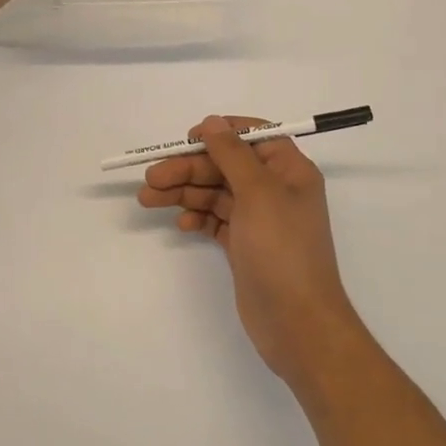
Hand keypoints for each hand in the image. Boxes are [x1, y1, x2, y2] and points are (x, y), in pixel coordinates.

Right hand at [139, 115, 367, 384]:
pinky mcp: (244, 245)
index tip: (187, 140)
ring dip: (184, 192)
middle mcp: (275, 190)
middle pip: (225, 165)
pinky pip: (215, 219)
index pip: (252, 136)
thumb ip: (232, 153)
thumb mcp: (257, 192)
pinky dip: (197, 217)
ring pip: (215, 192)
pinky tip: (181, 224)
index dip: (219, 134)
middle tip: (151, 178)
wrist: (298, 324)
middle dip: (188, 169)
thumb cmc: (282, 250)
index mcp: (289, 170)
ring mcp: (259, 219)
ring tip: (148, 199)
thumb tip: (212, 121)